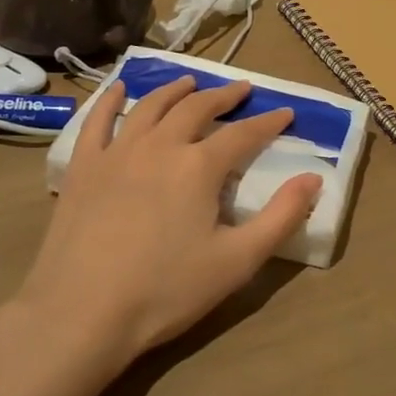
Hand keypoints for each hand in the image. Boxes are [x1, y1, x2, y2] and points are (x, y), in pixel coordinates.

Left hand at [14, 77, 319, 363]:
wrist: (82, 312)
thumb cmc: (165, 291)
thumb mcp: (237, 261)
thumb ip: (281, 217)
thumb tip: (313, 178)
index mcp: (199, 166)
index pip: (243, 134)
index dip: (268, 122)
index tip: (285, 112)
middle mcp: (160, 145)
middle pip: (197, 109)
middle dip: (224, 96)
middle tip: (241, 89)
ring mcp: (117, 152)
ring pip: (150, 106)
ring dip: (175, 90)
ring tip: (190, 83)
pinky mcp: (83, 166)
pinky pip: (97, 121)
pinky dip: (110, 99)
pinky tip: (118, 89)